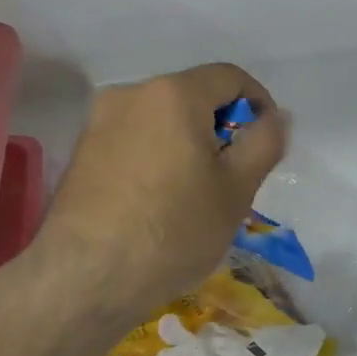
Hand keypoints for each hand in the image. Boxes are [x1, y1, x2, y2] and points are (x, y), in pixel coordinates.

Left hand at [40, 63, 287, 329]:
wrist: (85, 279)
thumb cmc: (174, 230)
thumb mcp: (237, 189)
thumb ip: (264, 141)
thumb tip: (275, 116)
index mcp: (174, 93)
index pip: (230, 77)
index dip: (258, 103)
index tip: (265, 144)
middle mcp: (131, 93)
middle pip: (194, 96)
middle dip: (221, 128)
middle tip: (234, 177)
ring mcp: (99, 121)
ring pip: (163, 119)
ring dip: (189, 143)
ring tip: (195, 194)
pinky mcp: (81, 151)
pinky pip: (135, 139)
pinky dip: (158, 156)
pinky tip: (159, 202)